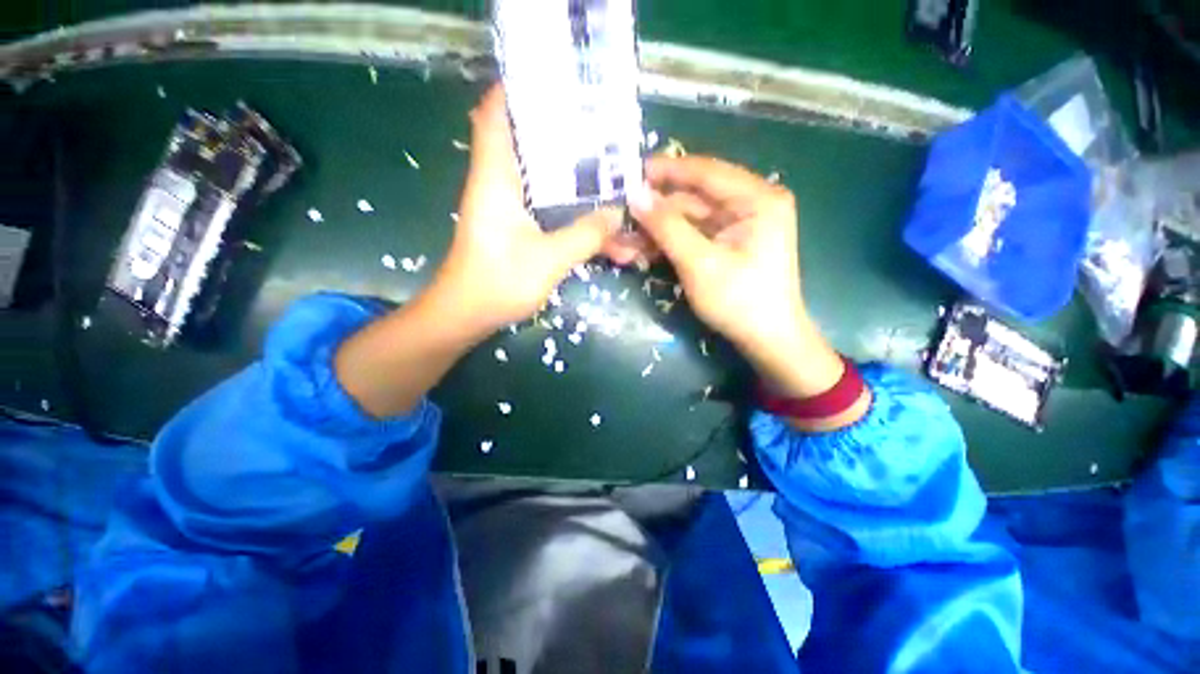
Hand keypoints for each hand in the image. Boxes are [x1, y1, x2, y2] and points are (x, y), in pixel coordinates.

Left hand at [430, 85, 621, 339]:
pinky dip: (566, 206)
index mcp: (497, 178)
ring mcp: (505, 207)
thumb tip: (616, 213)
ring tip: (606, 168)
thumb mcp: (550, 259)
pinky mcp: (513, 227)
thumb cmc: (499, 282)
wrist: (467, 316)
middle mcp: (498, 184)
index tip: (555, 82)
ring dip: (569, 174)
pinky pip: (544, 205)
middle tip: (597, 126)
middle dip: (559, 131)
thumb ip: (585, 234)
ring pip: (539, 176)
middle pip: (526, 140)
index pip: (496, 114)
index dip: (518, 89)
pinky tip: (592, 215)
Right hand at [628, 156, 847, 403]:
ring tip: (628, 238)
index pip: (706, 172)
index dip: (667, 170)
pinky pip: (696, 233)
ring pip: (692, 217)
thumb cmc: (739, 301)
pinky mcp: (732, 242)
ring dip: (661, 228)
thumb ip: (667, 227)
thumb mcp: (699, 263)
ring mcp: (742, 224)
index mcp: (757, 198)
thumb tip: (635, 195)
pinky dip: (672, 240)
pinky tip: (647, 248)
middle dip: (659, 208)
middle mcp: (752, 203)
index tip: (632, 171)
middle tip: (623, 215)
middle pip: (696, 196)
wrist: (767, 340)